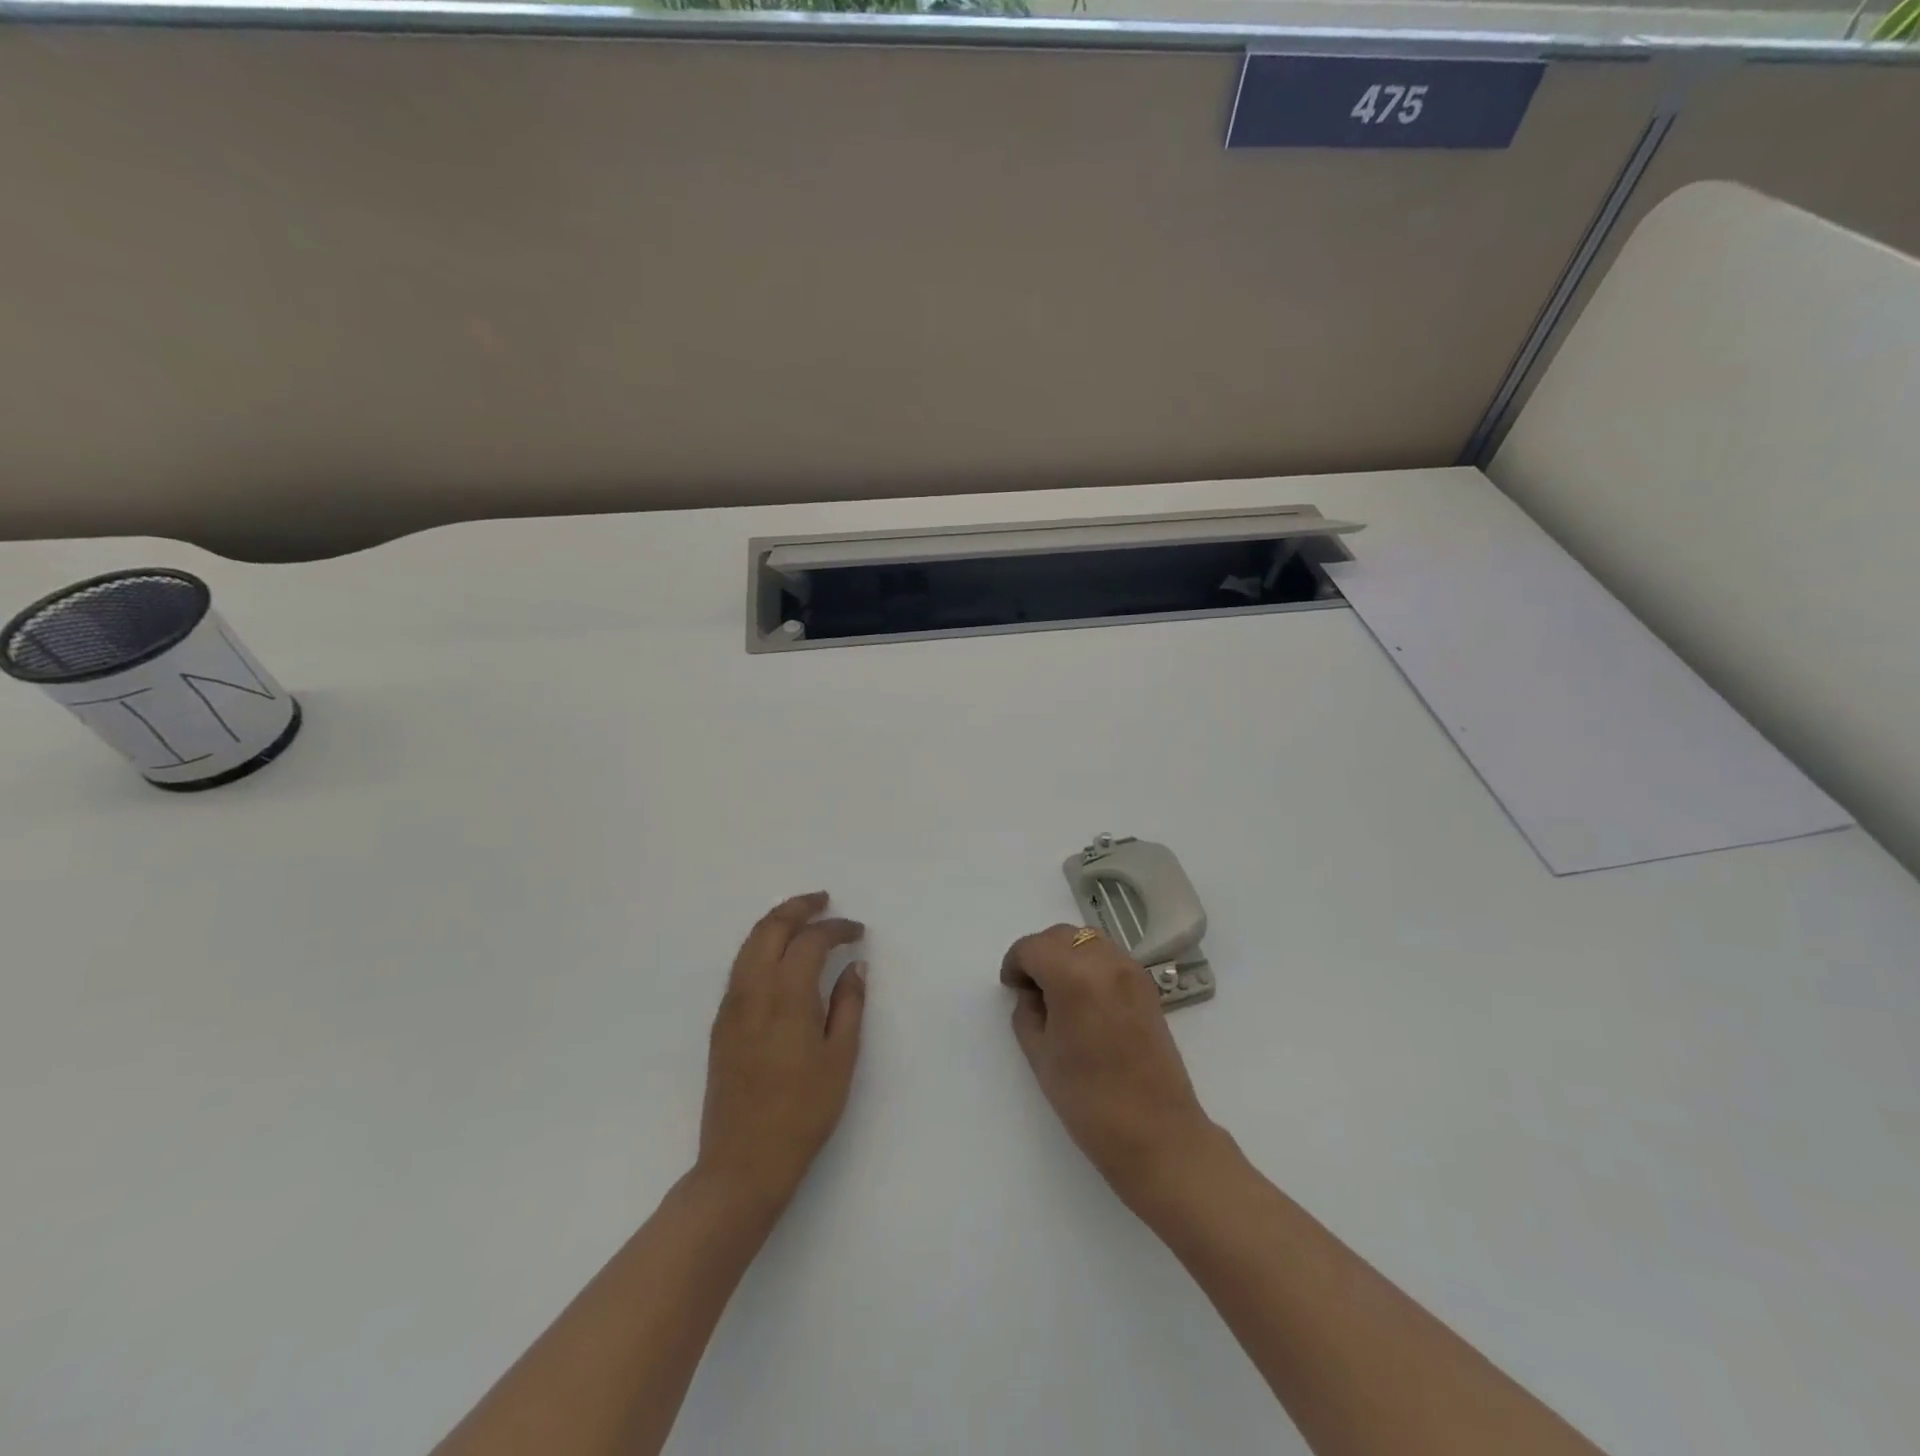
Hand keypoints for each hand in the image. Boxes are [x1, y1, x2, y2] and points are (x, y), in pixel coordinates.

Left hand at [698, 892, 866, 1212]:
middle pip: (771, 928)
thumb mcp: (840, 1059)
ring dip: (776, 922)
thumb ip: (849, 1005)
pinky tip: (779, 956)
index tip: (858, 932)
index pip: (810, 941)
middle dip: (798, 907)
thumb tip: (855, 965)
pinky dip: (761, 945)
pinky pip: (740, 966)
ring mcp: (731, 1006)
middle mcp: (753, 992)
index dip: (836, 928)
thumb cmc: (803, 1113)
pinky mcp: (721, 1023)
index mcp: (786, 998)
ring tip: (802, 918)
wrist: (743, 1162)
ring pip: (749, 944)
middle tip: (824, 901)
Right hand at [1001, 924, 1224, 1208]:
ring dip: (1066, 954)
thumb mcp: (1041, 1055)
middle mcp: (1105, 961)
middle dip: (1039, 954)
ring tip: (1058, 992)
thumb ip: (1027, 1012)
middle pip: (1061, 935)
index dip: (1015, 964)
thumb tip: (1031, 993)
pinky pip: (1109, 956)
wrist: (1156, 1133)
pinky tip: (1084, 998)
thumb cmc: (1089, 1099)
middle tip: (1030, 989)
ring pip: (1087, 939)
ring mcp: (1131, 970)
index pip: (1033, 947)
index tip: (1011, 988)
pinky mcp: (1147, 985)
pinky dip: (1090, 963)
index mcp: (1074, 975)